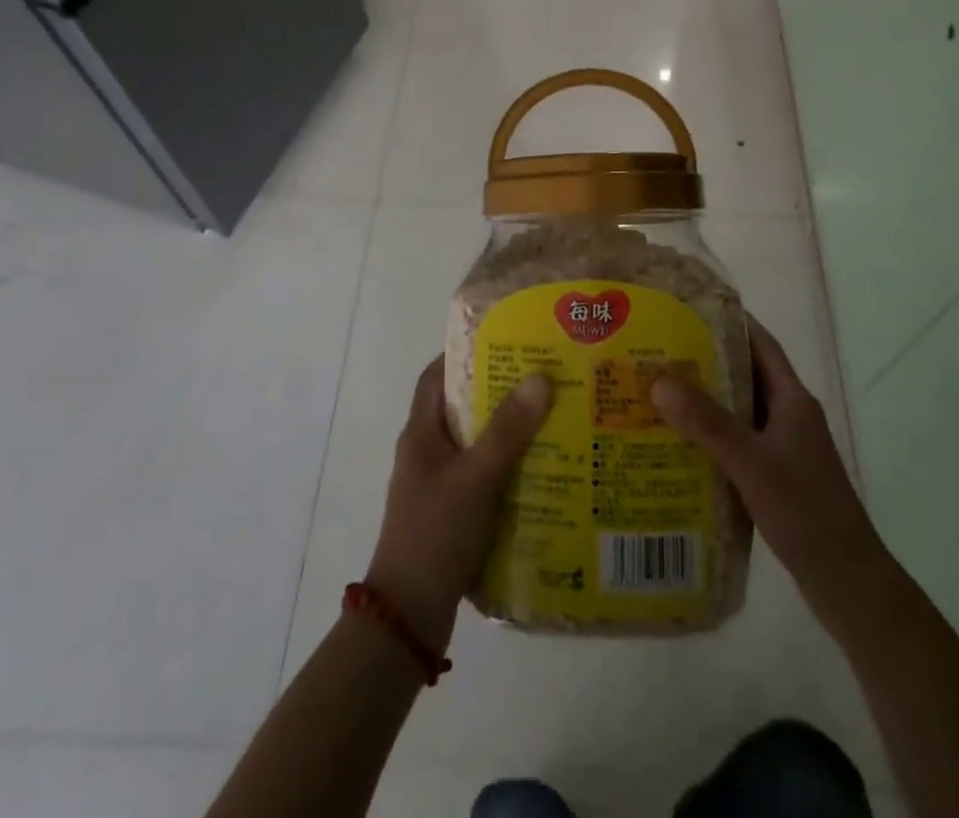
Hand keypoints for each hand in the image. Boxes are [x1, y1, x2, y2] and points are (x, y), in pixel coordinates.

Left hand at [364, 357, 551, 650]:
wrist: (407, 616)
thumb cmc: (435, 533)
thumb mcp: (475, 477)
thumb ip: (507, 430)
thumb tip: (539, 377)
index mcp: (421, 433)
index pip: (436, 376)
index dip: (463, 354)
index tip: (503, 342)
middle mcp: (426, 452)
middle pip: (462, 407)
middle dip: (498, 391)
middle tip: (541, 378)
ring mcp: (437, 484)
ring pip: (475, 443)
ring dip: (507, 431)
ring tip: (551, 418)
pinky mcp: (451, 512)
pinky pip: (482, 475)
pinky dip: (507, 467)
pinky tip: (541, 470)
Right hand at [652, 320, 887, 636]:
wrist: (847, 580)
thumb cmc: (803, 510)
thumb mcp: (750, 462)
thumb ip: (706, 422)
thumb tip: (660, 381)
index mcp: (793, 400)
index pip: (762, 344)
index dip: (732, 322)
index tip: (692, 309)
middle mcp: (791, 416)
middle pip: (747, 376)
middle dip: (708, 362)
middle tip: (663, 352)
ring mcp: (787, 448)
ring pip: (743, 411)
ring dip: (709, 402)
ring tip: (662, 394)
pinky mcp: (780, 476)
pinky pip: (742, 442)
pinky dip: (715, 436)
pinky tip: (682, 445)